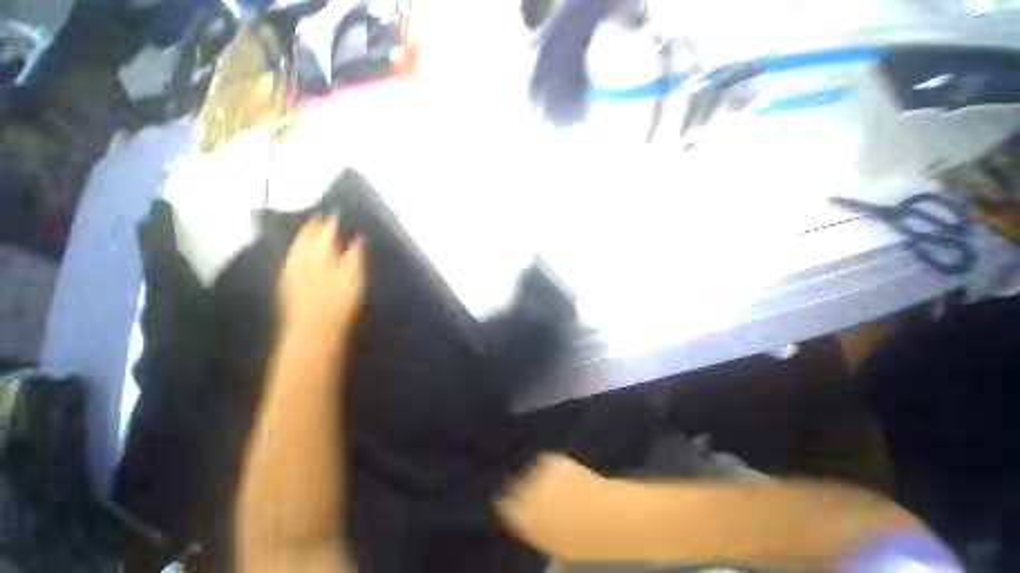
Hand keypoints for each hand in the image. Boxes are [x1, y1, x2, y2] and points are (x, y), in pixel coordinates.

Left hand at [278, 216, 364, 342]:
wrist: (314, 329)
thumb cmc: (341, 304)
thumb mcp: (355, 279)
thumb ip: (355, 257)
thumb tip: (357, 238)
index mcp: (323, 256)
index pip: (326, 234)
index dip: (330, 223)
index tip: (334, 214)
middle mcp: (304, 259)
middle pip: (307, 238)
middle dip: (312, 226)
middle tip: (317, 216)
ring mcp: (292, 271)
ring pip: (295, 247)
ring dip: (301, 237)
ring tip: (305, 229)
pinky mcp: (286, 283)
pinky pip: (289, 259)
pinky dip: (293, 251)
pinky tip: (293, 252)